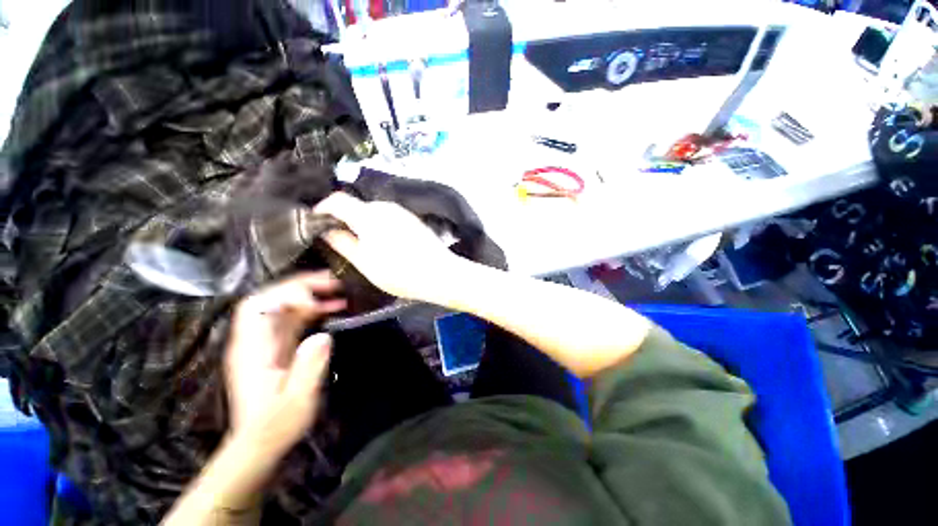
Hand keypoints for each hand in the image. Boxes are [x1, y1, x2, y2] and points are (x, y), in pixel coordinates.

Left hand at [224, 272, 345, 454]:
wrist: (261, 444)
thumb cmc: (276, 425)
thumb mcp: (296, 400)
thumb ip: (308, 367)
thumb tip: (323, 335)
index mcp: (252, 350)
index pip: (256, 307)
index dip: (285, 295)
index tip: (316, 300)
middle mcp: (255, 341)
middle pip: (271, 300)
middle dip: (301, 286)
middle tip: (333, 282)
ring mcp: (266, 343)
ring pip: (284, 307)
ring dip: (310, 294)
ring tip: (338, 289)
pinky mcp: (277, 348)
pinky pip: (293, 319)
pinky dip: (313, 310)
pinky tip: (333, 308)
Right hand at [315, 192, 463, 304]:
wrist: (440, 273)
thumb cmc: (399, 272)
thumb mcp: (365, 263)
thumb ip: (343, 243)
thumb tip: (327, 230)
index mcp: (369, 215)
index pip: (337, 200)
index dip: (323, 209)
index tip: (317, 222)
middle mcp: (385, 206)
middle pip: (356, 205)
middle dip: (345, 218)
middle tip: (340, 238)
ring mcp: (402, 212)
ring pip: (373, 211)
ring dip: (363, 223)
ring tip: (363, 244)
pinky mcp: (413, 219)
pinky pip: (388, 217)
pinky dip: (379, 226)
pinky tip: (384, 243)